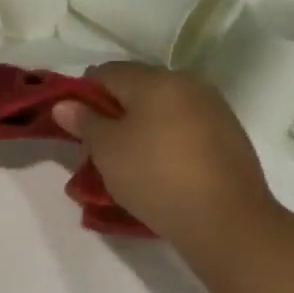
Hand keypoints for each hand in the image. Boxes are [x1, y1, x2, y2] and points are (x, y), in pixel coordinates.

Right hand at [51, 63, 278, 256]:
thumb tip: (64, 104)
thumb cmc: (155, 176)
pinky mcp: (229, 135)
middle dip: (113, 111)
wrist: (226, 220)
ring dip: (141, 125)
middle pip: (136, 87)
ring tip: (130, 160)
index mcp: (155, 80)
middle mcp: (187, 84)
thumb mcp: (106, 150)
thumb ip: (84, 121)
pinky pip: (185, 126)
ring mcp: (214, 109)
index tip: (76, 126)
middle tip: (99, 146)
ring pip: (162, 108)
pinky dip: (166, 139)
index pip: (106, 72)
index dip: (84, 95)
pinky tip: (161, 168)